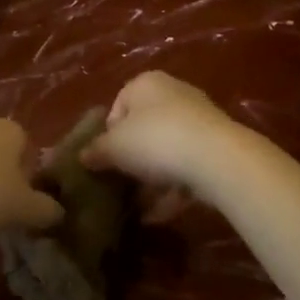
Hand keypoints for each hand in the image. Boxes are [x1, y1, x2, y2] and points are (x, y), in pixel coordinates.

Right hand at [78, 71, 242, 200]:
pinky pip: (186, 169)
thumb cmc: (155, 140)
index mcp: (146, 84)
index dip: (107, 135)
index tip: (104, 159)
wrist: (216, 158)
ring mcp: (198, 121)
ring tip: (136, 207)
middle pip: (143, 129)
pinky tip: (156, 216)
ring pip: (166, 151)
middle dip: (131, 158)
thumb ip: (96, 150)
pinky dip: (171, 190)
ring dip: (151, 179)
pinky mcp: (216, 148)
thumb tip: (83, 156)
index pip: (118, 105)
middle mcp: (174, 94)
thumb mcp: (113, 147)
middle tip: (119, 183)